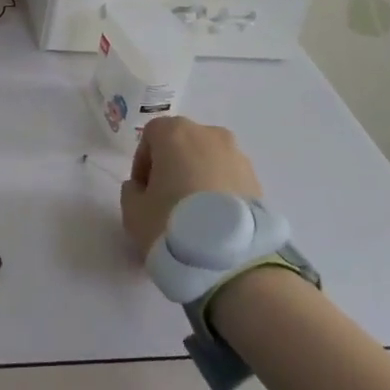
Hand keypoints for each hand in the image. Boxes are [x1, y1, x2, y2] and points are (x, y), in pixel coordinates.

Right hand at [119, 116, 264, 260]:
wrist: (228, 257)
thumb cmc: (171, 223)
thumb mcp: (133, 212)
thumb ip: (132, 191)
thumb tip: (141, 187)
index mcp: (175, 132)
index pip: (152, 135)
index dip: (143, 162)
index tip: (143, 190)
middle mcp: (209, 134)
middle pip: (183, 144)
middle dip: (173, 166)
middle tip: (167, 200)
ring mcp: (237, 155)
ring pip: (209, 160)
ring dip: (199, 178)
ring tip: (194, 214)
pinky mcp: (257, 180)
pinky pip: (229, 179)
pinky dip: (220, 192)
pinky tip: (215, 222)